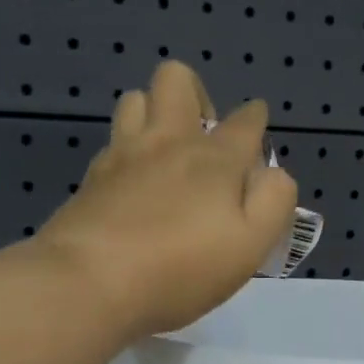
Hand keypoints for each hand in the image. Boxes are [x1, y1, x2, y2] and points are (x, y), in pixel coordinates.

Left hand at [36, 61, 297, 340]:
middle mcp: (169, 142)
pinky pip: (111, 143)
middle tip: (203, 138)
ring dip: (154, 113)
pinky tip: (131, 183)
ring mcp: (123, 155)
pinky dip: (126, 151)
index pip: (246, 121)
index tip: (256, 132)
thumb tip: (272, 175)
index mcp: (215, 158)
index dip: (255, 121)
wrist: (90, 283)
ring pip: (135, 99)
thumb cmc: (180, 270)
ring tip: (164, 154)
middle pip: (178, 80)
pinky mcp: (91, 178)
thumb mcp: (250, 246)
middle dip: (196, 95)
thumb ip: (273, 202)